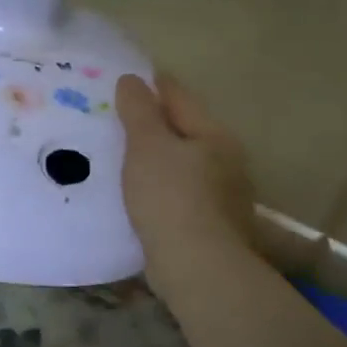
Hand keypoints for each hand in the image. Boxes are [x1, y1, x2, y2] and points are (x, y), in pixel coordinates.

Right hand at [115, 74, 254, 264]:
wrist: (198, 268)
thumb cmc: (172, 197)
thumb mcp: (148, 146)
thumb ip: (139, 110)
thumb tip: (132, 80)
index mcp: (214, 135)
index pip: (180, 98)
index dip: (154, 85)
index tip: (129, 78)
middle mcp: (226, 162)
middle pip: (186, 132)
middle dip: (157, 125)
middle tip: (120, 119)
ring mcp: (223, 198)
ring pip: (183, 166)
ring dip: (158, 161)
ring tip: (124, 158)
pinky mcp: (211, 228)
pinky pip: (179, 196)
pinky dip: (160, 190)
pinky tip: (140, 196)